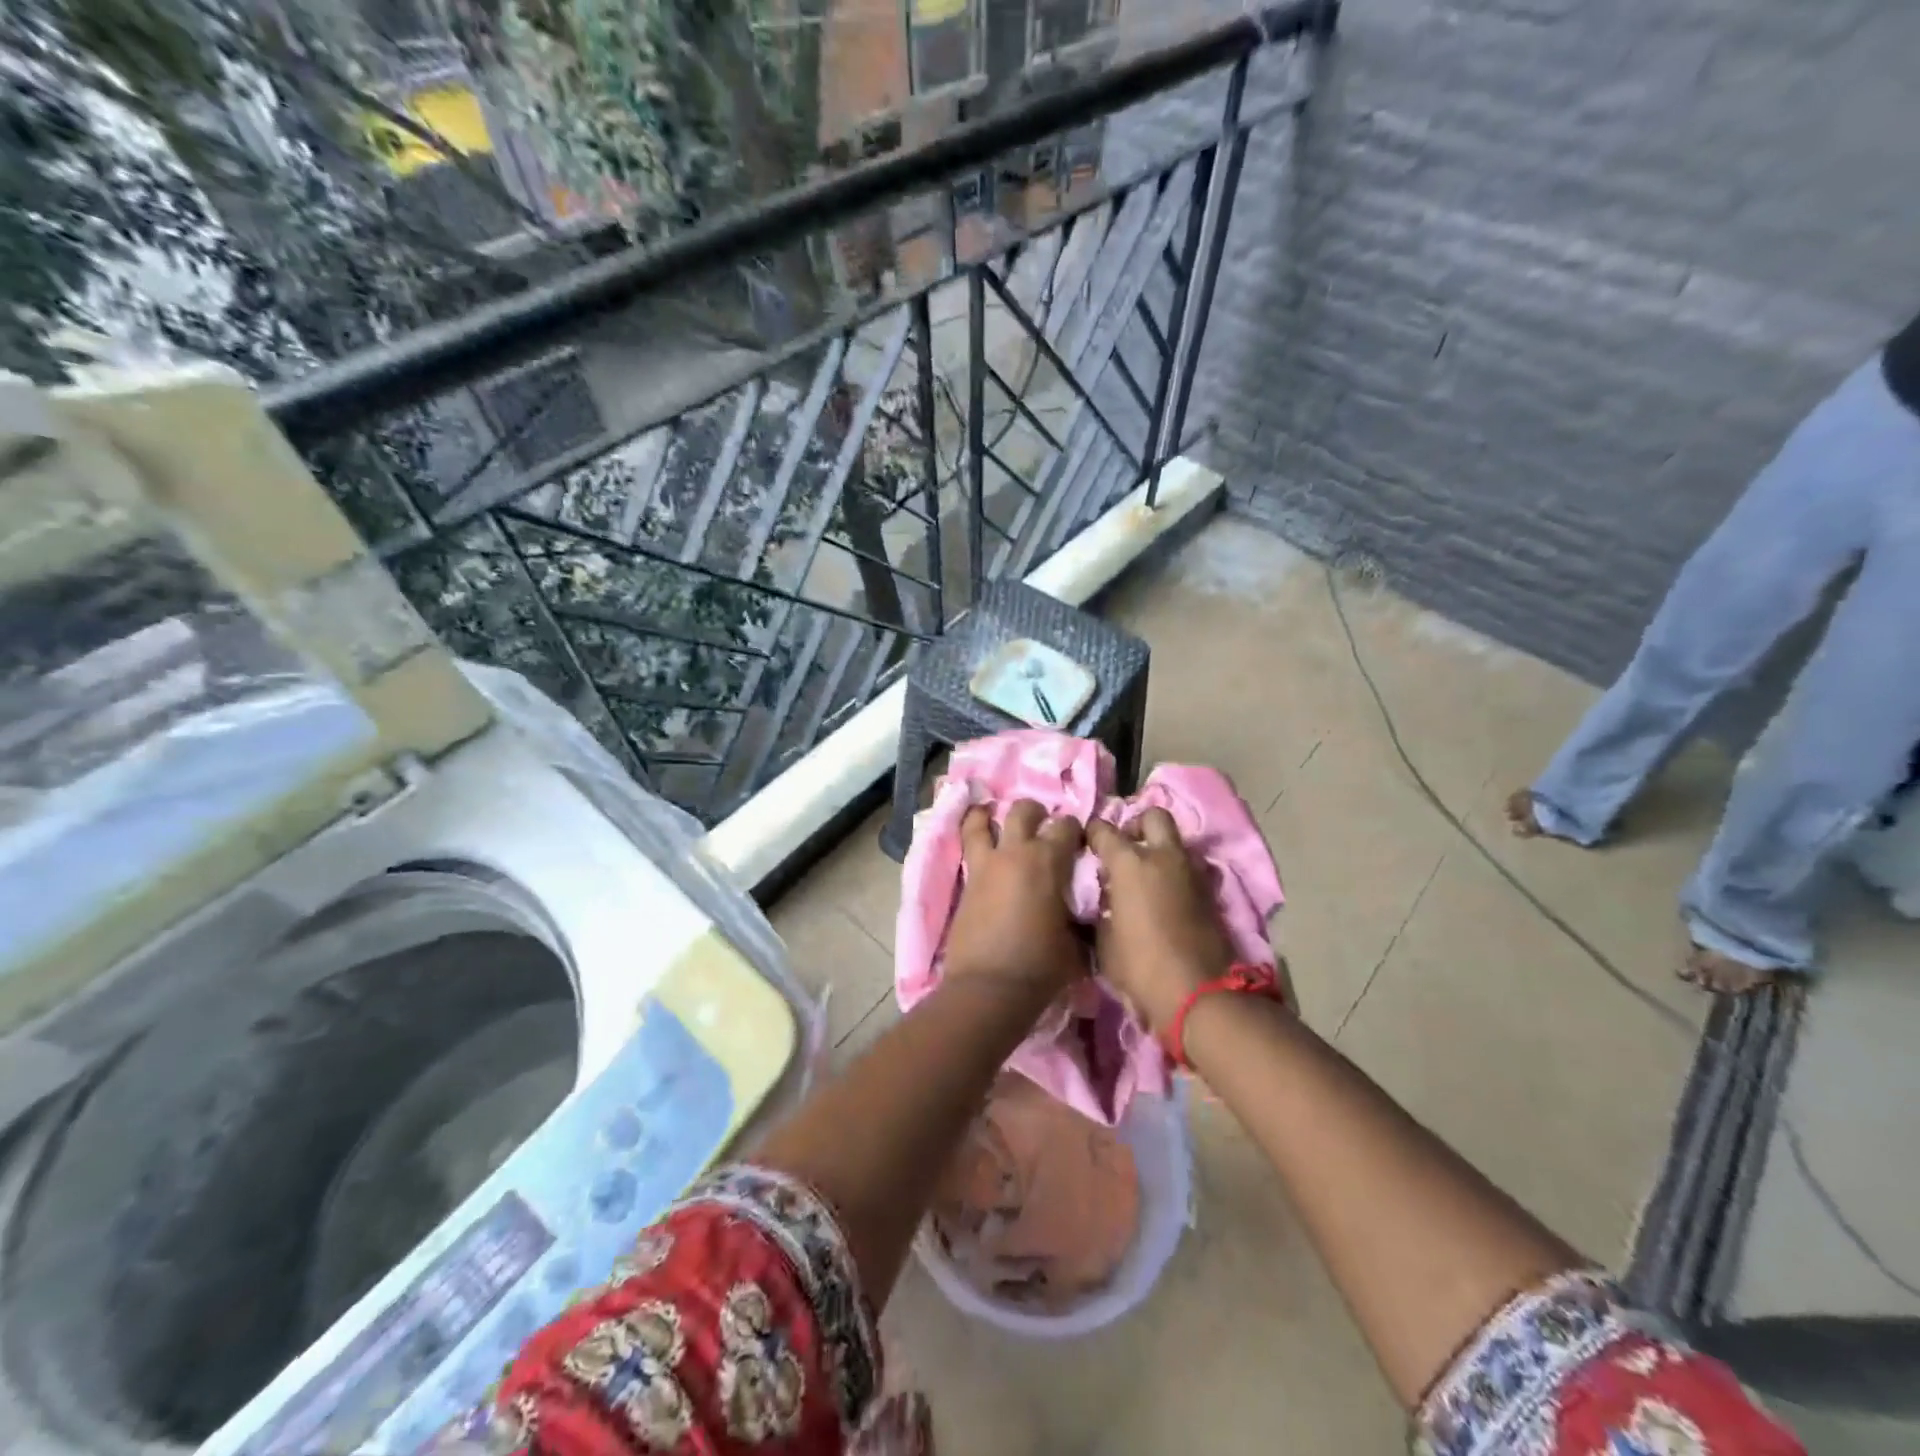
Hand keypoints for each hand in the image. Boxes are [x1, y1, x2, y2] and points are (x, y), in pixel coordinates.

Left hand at [944, 800, 1086, 994]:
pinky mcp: (966, 882)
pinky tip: (979, 842)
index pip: (1066, 826)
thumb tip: (1080, 910)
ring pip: (981, 821)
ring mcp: (985, 865)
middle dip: (1036, 813)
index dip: (1074, 830)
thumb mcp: (1076, 942)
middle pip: (1023, 811)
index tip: (1078, 841)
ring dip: (990, 816)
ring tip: (994, 818)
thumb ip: (1078, 917)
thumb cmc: (1041, 966)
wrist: (989, 988)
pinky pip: (968, 848)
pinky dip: (974, 838)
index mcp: (1048, 861)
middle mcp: (1015, 853)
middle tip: (1042, 826)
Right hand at [1087, 809, 1235, 1033]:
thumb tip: (1101, 900)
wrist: (1199, 994)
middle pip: (1153, 816)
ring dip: (1159, 850)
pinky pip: (1188, 868)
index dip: (1091, 834)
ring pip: (1175, 842)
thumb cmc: (1140, 967)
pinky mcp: (1210, 892)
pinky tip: (1162, 895)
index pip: (1104, 829)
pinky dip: (1174, 873)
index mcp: (1130, 863)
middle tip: (1124, 848)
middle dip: (1137, 826)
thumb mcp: (1103, 941)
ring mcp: (1192, 872)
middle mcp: (1164, 857)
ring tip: (1143, 876)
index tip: (1085, 846)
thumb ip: (1100, 910)